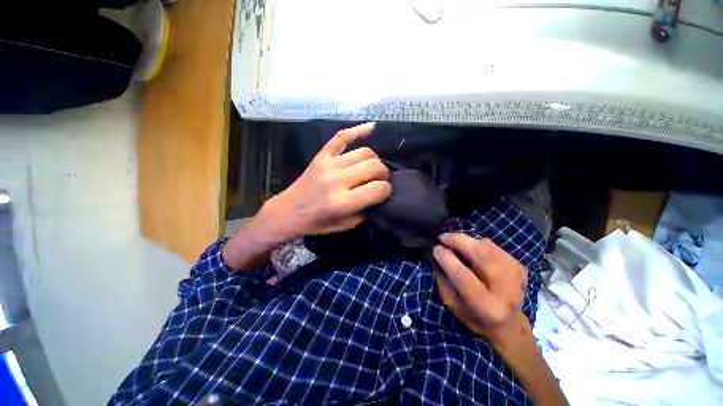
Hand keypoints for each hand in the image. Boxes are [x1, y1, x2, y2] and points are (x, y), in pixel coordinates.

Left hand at [264, 122, 390, 238]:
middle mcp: (337, 180)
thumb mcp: (346, 225)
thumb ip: (366, 211)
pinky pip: (342, 137)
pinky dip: (358, 130)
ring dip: (375, 160)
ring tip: (373, 168)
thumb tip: (381, 195)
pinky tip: (371, 127)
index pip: (378, 189)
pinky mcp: (322, 155)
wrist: (289, 211)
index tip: (384, 192)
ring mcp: (328, 164)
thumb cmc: (317, 222)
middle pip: (374, 166)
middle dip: (384, 173)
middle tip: (381, 179)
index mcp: (342, 202)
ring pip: (364, 152)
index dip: (386, 190)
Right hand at [433, 233, 529, 344]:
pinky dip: (476, 243)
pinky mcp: (518, 265)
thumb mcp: (452, 303)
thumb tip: (436, 254)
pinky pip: (492, 246)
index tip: (435, 248)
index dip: (446, 258)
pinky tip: (469, 249)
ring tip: (453, 241)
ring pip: (487, 246)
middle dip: (458, 241)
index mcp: (486, 306)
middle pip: (481, 254)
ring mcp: (516, 275)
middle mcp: (506, 289)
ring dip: (466, 240)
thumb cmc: (474, 317)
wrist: (507, 324)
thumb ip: (442, 278)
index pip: (463, 275)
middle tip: (442, 237)